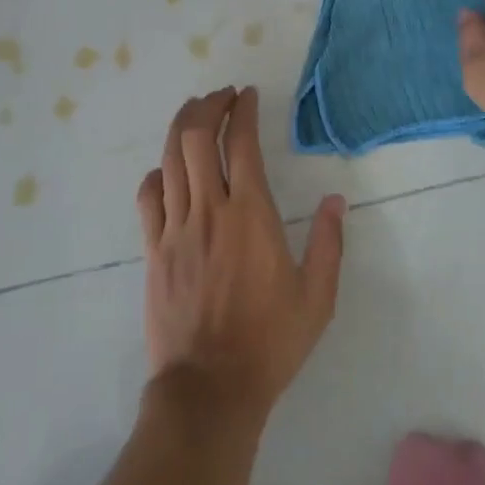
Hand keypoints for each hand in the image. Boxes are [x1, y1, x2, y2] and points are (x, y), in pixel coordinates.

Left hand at [135, 86, 345, 421]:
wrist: (210, 389)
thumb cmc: (269, 342)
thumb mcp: (317, 298)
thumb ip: (330, 243)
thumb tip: (337, 199)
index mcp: (251, 215)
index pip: (241, 142)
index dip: (243, 110)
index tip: (247, 95)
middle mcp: (209, 210)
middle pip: (196, 137)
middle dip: (207, 105)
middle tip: (221, 97)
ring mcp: (176, 228)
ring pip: (170, 158)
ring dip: (181, 127)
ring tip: (195, 114)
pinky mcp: (154, 249)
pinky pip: (148, 196)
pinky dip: (158, 173)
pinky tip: (168, 170)